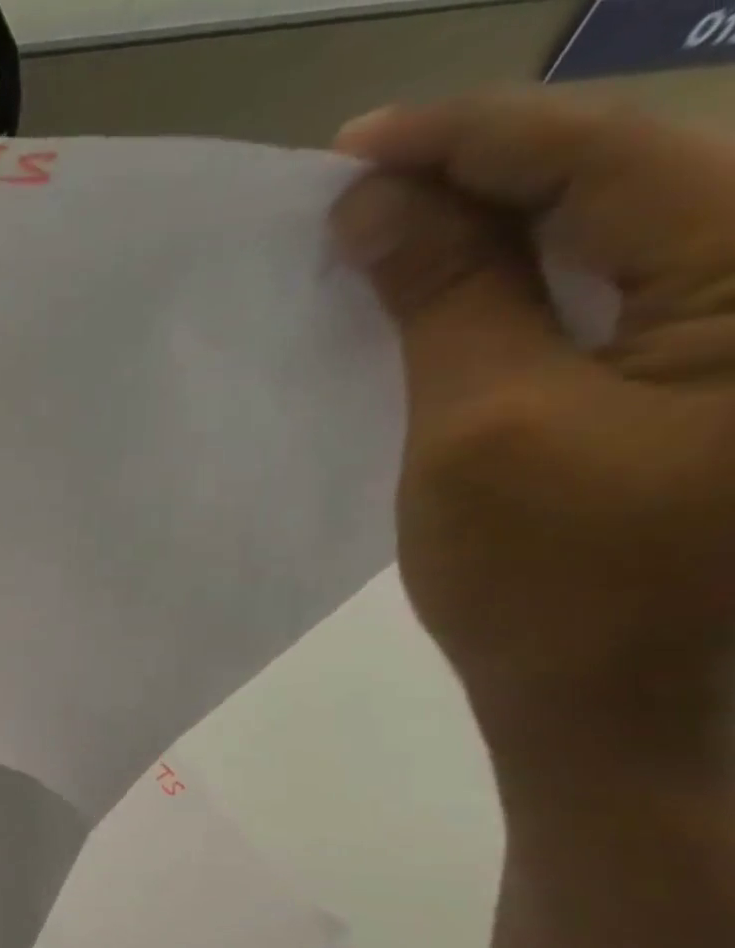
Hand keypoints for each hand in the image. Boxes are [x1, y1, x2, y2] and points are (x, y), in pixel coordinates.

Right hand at [329, 93, 734, 770]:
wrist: (611, 705)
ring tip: (383, 232)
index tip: (349, 149)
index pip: (608, 152)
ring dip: (488, 229)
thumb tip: (376, 204)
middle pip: (621, 175)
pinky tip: (445, 289)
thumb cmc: (549, 581)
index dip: (467, 140)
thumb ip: (443, 299)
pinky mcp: (702, 374)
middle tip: (354, 190)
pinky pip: (606, 293)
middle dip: (475, 176)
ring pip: (609, 232)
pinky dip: (514, 285)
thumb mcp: (481, 428)